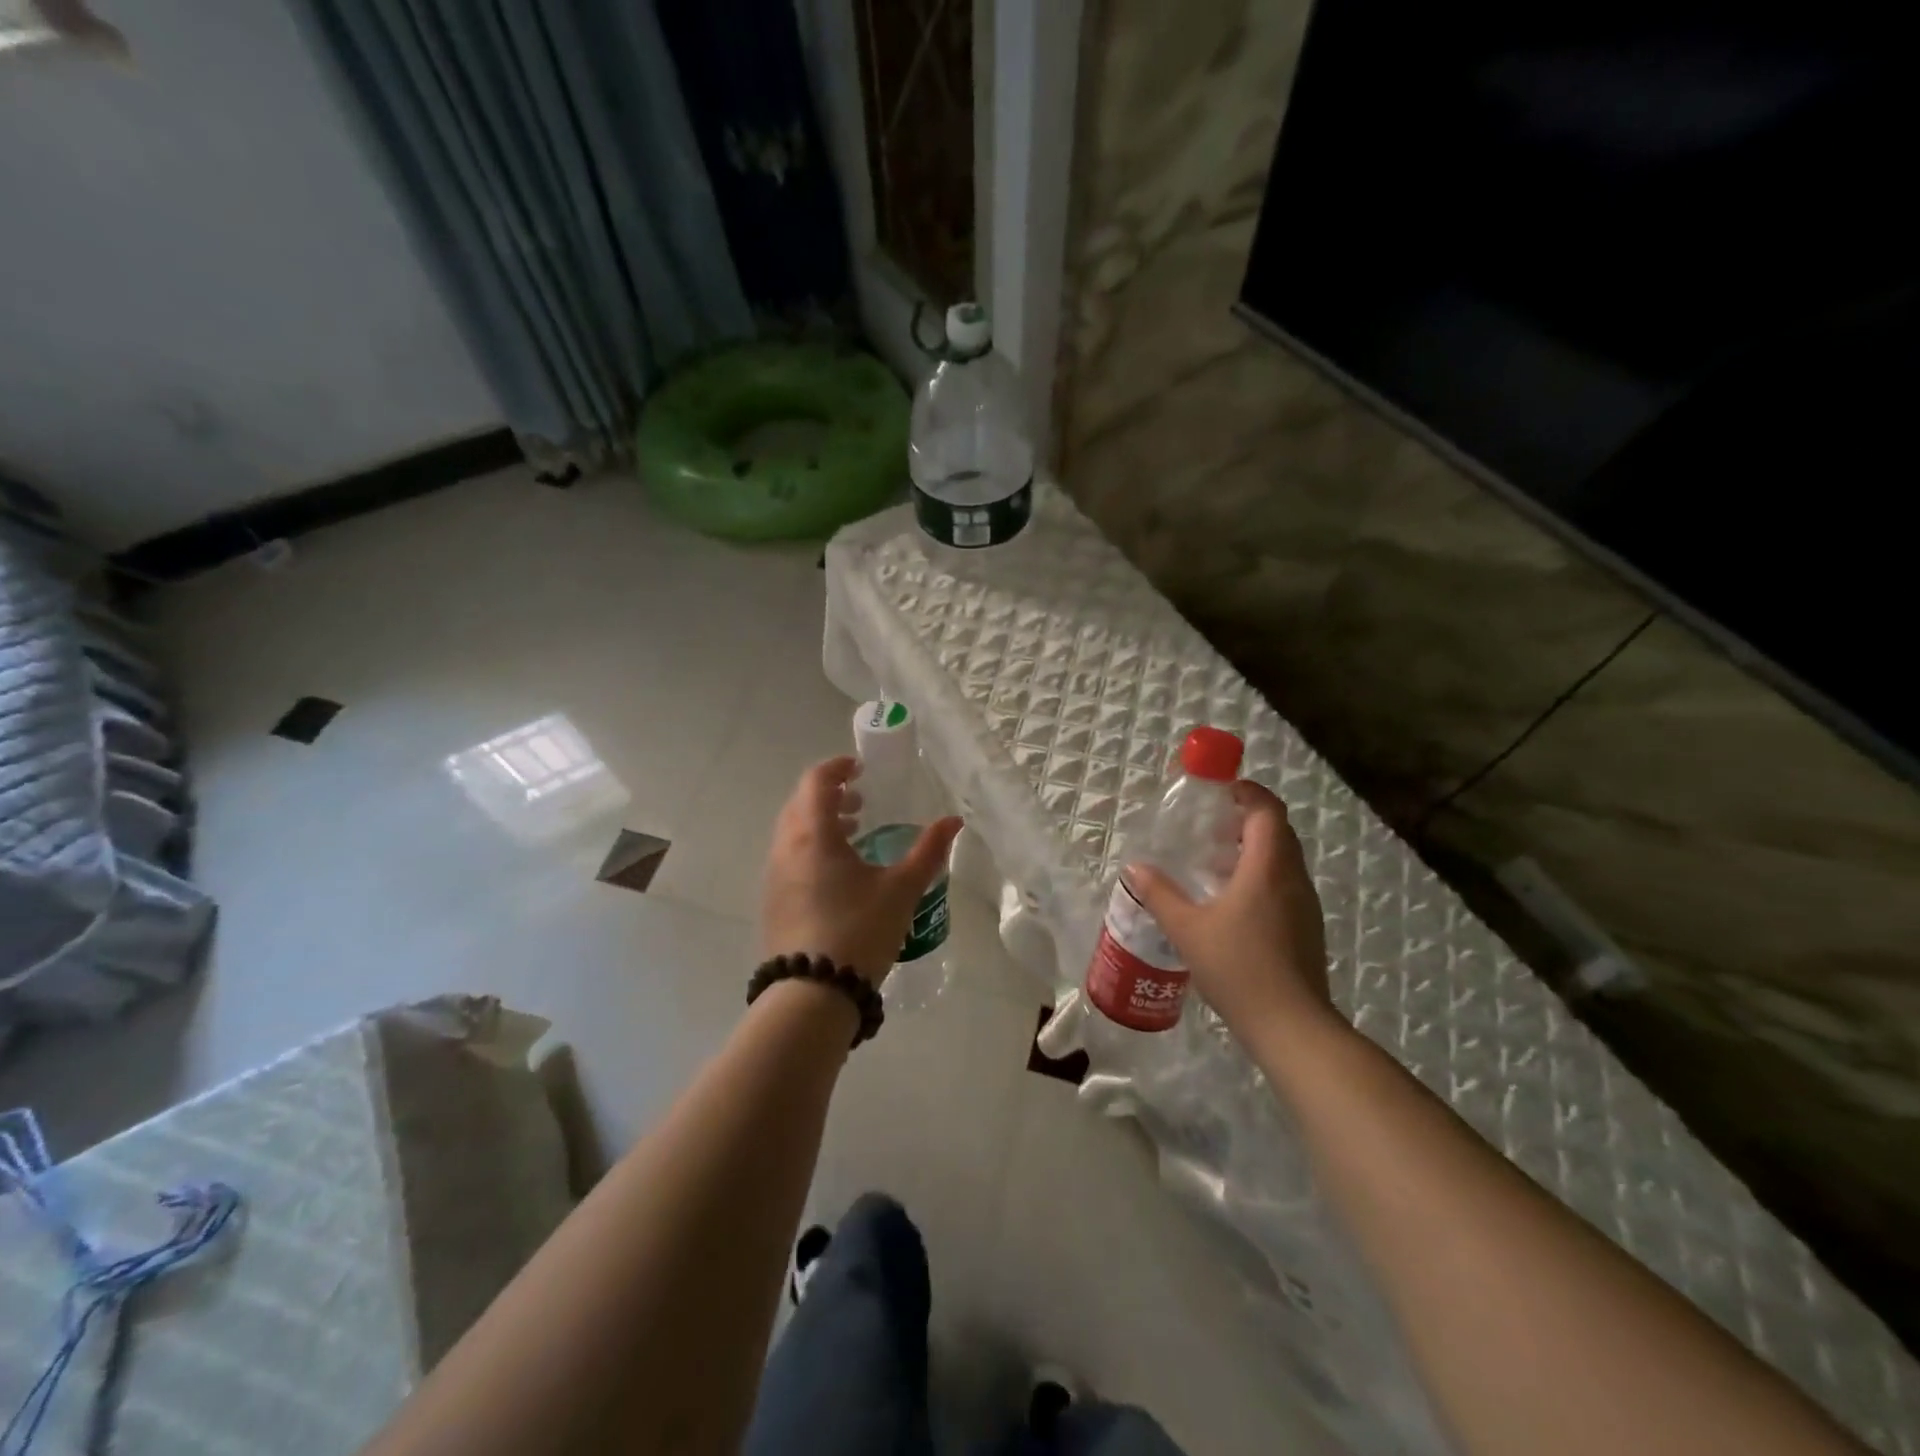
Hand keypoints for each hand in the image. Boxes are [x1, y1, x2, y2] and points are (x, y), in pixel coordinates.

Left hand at [761, 756, 962, 985]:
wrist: (811, 994)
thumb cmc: (858, 930)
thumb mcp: (901, 889)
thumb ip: (928, 851)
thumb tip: (954, 821)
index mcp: (813, 835)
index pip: (816, 781)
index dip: (837, 768)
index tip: (860, 769)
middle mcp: (785, 848)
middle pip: (801, 804)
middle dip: (830, 795)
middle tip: (862, 801)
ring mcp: (774, 877)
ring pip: (793, 833)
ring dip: (820, 823)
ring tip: (855, 835)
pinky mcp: (772, 902)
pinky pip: (789, 858)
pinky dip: (811, 849)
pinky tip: (839, 875)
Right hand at [1126, 781, 1337, 1040]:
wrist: (1292, 1026)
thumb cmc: (1238, 968)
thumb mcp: (1187, 929)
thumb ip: (1160, 894)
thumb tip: (1135, 868)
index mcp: (1268, 867)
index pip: (1267, 810)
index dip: (1246, 792)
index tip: (1219, 790)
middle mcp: (1293, 878)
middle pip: (1277, 830)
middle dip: (1246, 818)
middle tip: (1208, 824)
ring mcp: (1305, 904)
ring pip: (1283, 858)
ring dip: (1253, 848)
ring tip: (1213, 860)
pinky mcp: (1306, 927)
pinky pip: (1284, 883)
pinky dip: (1261, 875)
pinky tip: (1230, 900)